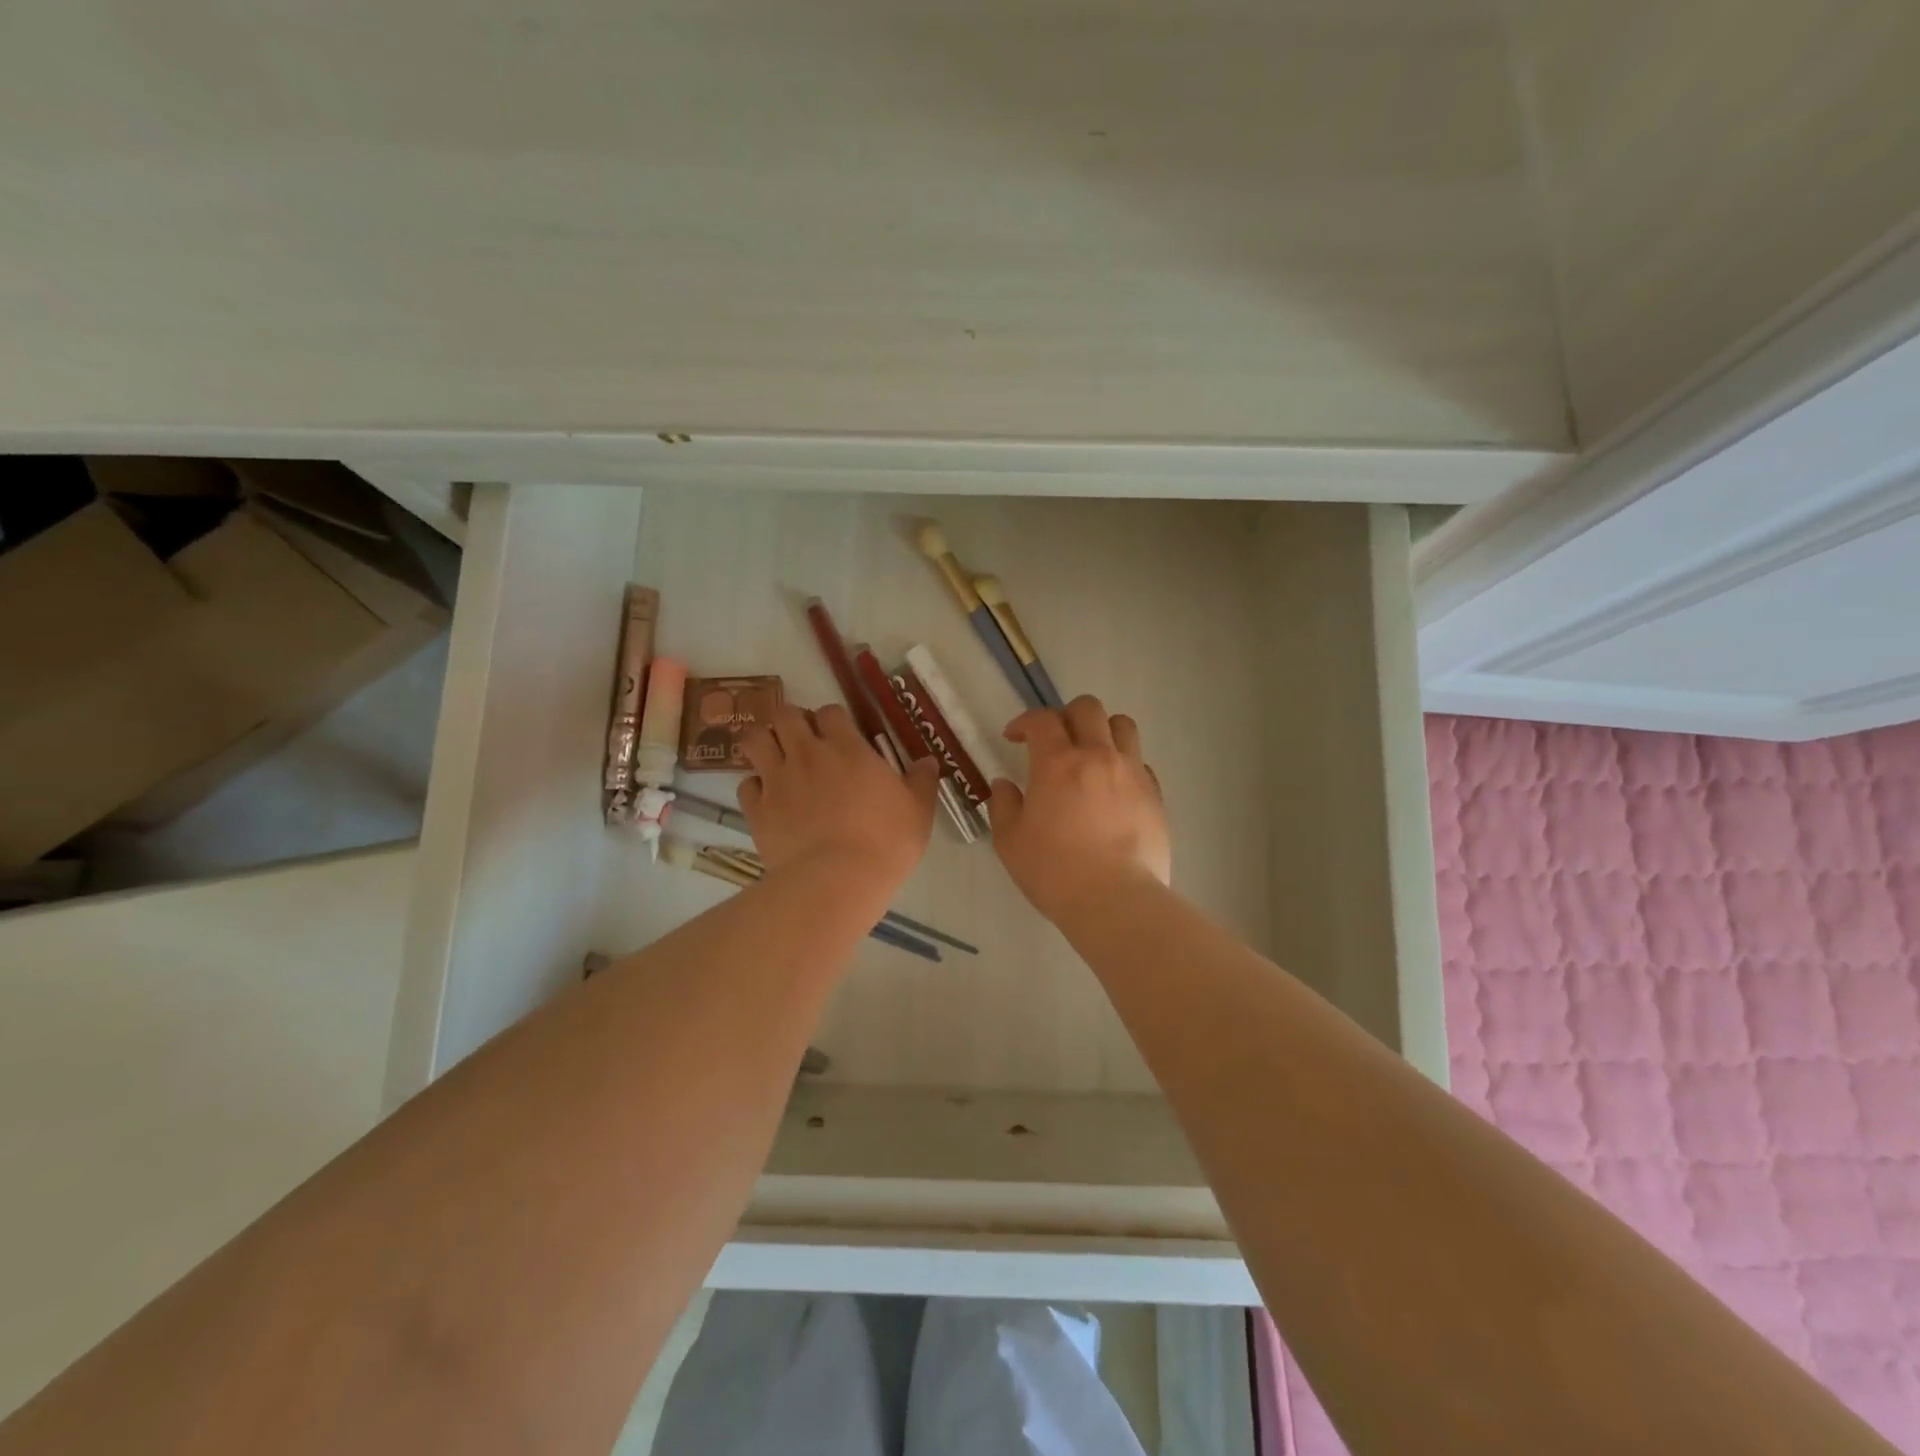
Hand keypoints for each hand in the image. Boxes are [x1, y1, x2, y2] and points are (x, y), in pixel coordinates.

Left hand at [739, 703, 940, 891]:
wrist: (837, 880)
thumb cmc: (885, 842)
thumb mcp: (918, 811)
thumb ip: (921, 781)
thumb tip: (928, 761)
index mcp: (847, 748)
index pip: (830, 711)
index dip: (832, 719)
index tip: (841, 736)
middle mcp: (807, 754)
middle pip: (785, 715)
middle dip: (792, 722)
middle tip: (805, 743)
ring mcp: (777, 780)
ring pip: (755, 740)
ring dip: (765, 744)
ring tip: (778, 760)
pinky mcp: (757, 810)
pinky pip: (746, 785)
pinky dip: (755, 787)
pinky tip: (769, 799)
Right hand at [989, 695, 1170, 920]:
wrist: (1115, 900)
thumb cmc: (1054, 871)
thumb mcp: (1010, 841)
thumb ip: (1003, 806)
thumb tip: (1005, 785)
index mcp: (1058, 763)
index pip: (1042, 720)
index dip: (1024, 722)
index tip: (1014, 737)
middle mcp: (1098, 756)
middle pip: (1088, 708)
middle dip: (1066, 715)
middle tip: (1054, 740)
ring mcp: (1132, 773)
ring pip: (1123, 725)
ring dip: (1102, 729)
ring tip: (1091, 753)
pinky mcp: (1155, 794)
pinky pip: (1140, 762)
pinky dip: (1124, 763)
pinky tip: (1113, 788)